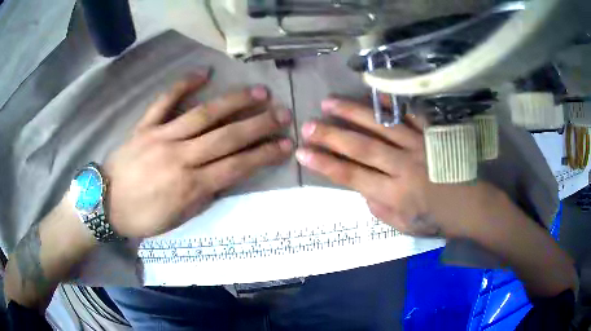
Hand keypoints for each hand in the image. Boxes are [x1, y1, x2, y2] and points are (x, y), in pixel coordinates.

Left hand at [104, 72, 292, 237]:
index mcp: (190, 186)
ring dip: (234, 102)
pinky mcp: (145, 126)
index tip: (286, 144)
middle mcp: (180, 157)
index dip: (264, 155)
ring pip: (203, 115)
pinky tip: (203, 73)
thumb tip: (225, 176)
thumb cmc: (143, 217)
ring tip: (258, 92)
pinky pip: (165, 101)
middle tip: (283, 113)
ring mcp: (162, 137)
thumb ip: (204, 196)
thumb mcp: (178, 218)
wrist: (106, 203)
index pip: (237, 167)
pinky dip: (183, 84)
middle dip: (259, 125)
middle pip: (227, 137)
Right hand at [295, 98, 450, 236]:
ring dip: (353, 113)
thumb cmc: (437, 219)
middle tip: (308, 124)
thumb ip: (378, 207)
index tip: (303, 152)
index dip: (325, 164)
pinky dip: (392, 104)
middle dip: (331, 135)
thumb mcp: (403, 225)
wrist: (472, 207)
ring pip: (382, 126)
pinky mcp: (433, 135)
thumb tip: (361, 186)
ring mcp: (420, 146)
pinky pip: (411, 115)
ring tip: (330, 102)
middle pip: (362, 147)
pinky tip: (374, 94)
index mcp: (395, 194)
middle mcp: (404, 167)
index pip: (352, 176)